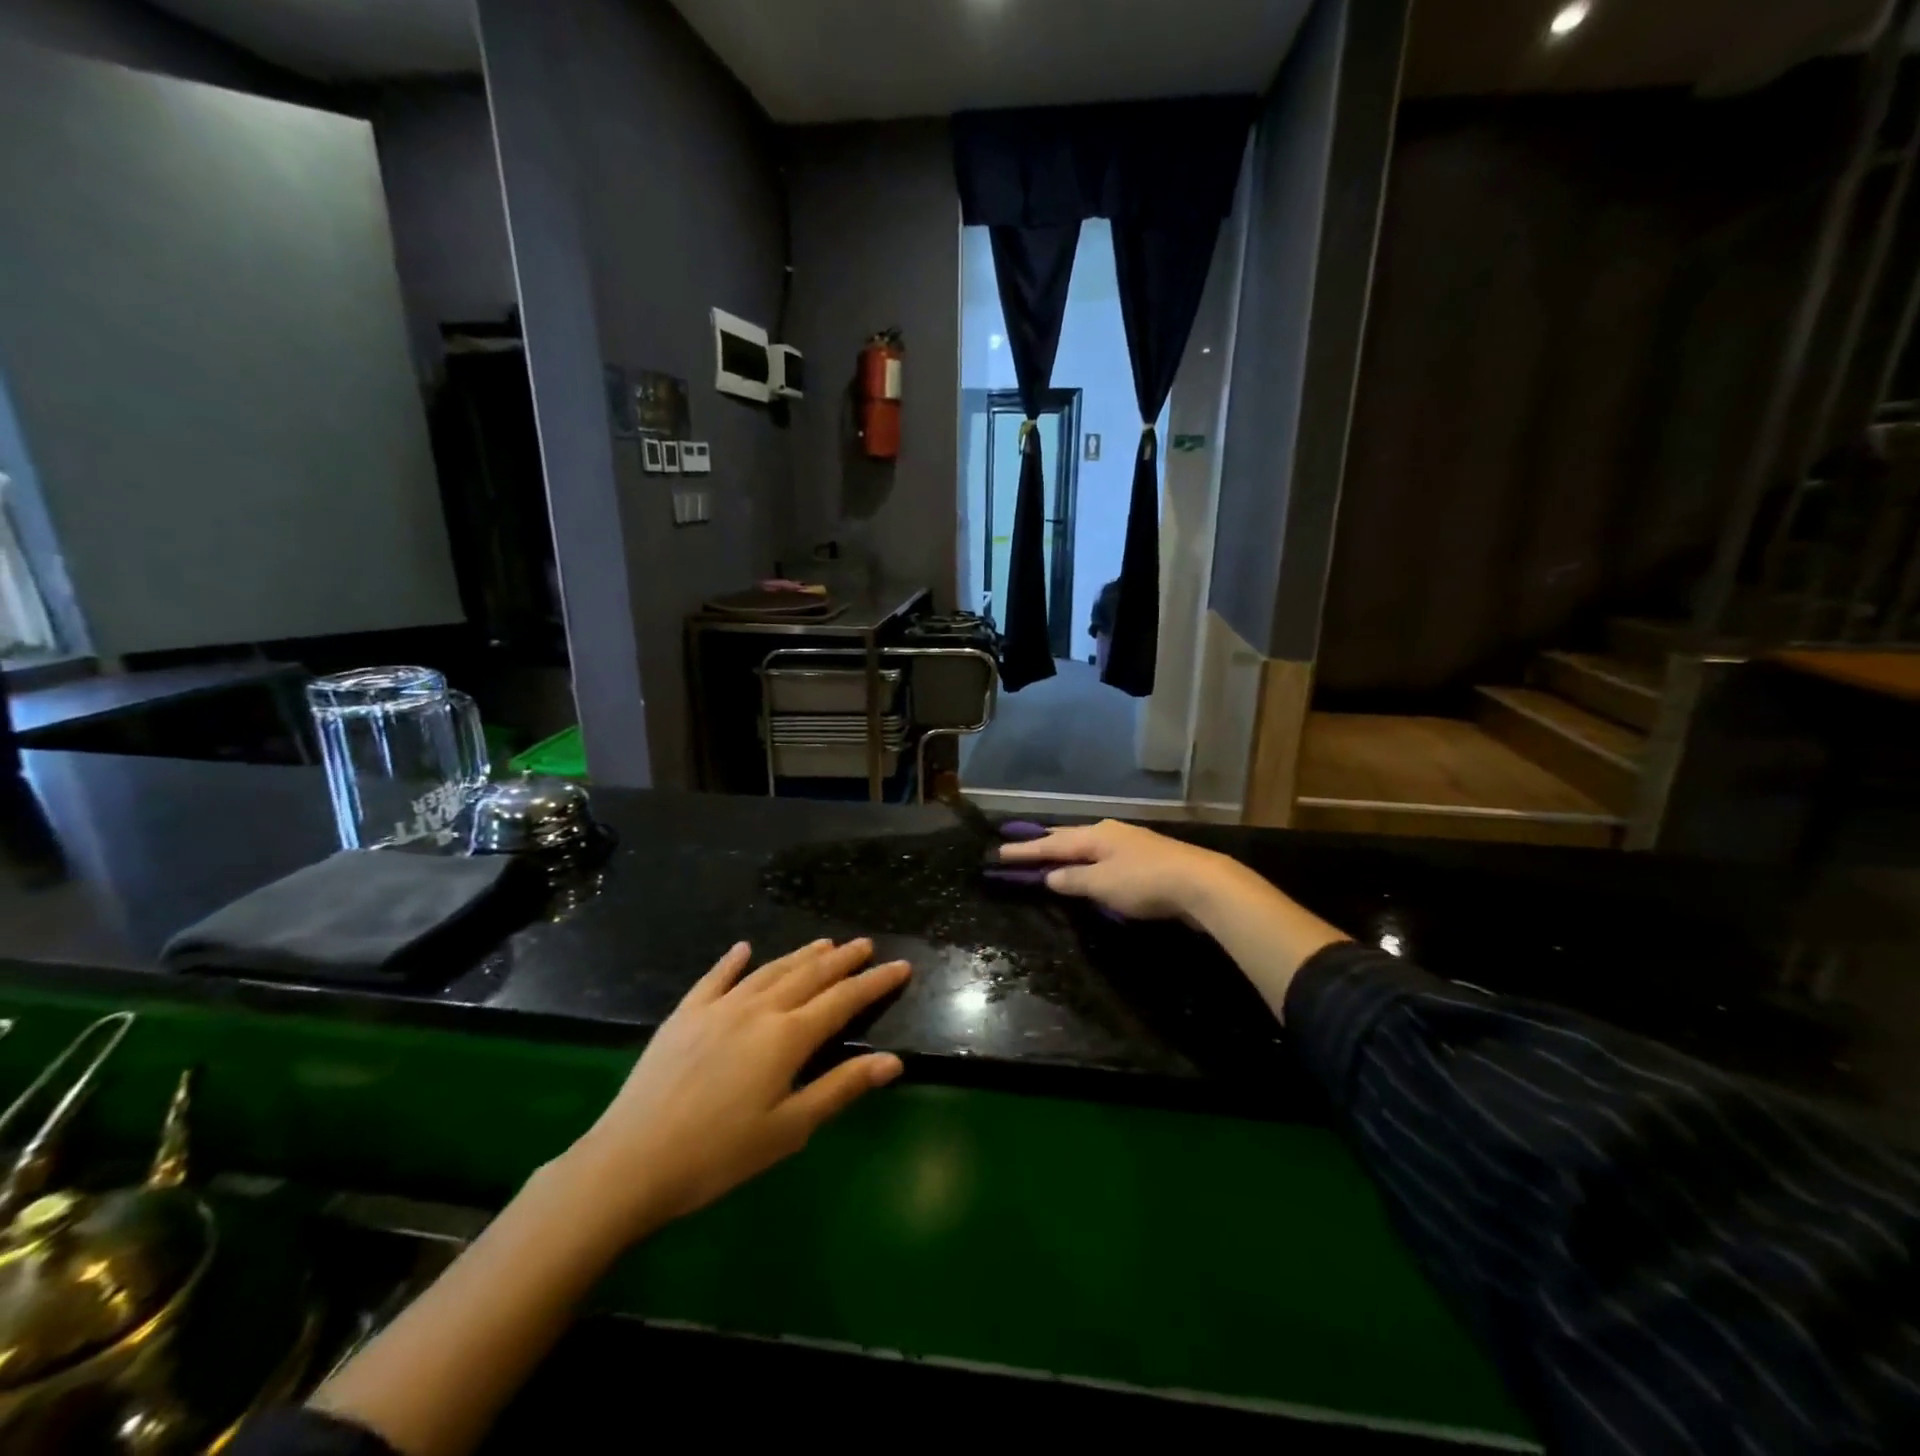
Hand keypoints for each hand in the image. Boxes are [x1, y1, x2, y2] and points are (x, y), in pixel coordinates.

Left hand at [565, 938, 909, 1239]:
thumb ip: (841, 1088)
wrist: (631, 1161)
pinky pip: (715, 977)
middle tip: (865, 944)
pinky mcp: (685, 1015)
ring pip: (769, 970)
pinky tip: (743, 948)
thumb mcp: (789, 1129)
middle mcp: (758, 1009)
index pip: (843, 1000)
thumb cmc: (719, 1155)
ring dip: (800, 955)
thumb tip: (893, 1061)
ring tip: (824, 943)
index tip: (901, 965)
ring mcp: (718, 1007)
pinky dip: (733, 961)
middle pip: (809, 976)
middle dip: (842, 960)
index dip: (874, 982)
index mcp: (787, 1037)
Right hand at [996, 819, 1237, 921]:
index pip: (1051, 844)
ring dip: (1067, 852)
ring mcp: (1130, 843)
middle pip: (1069, 838)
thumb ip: (1073, 880)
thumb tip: (1050, 875)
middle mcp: (1109, 832)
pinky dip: (1088, 862)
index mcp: (1095, 835)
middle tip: (1019, 847)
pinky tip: (1089, 868)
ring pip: (1088, 846)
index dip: (1024, 850)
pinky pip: (1104, 857)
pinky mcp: (1146, 859)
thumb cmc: (1144, 882)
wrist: (1202, 883)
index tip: (999, 852)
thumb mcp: (1102, 884)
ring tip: (1049, 854)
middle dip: (1044, 844)